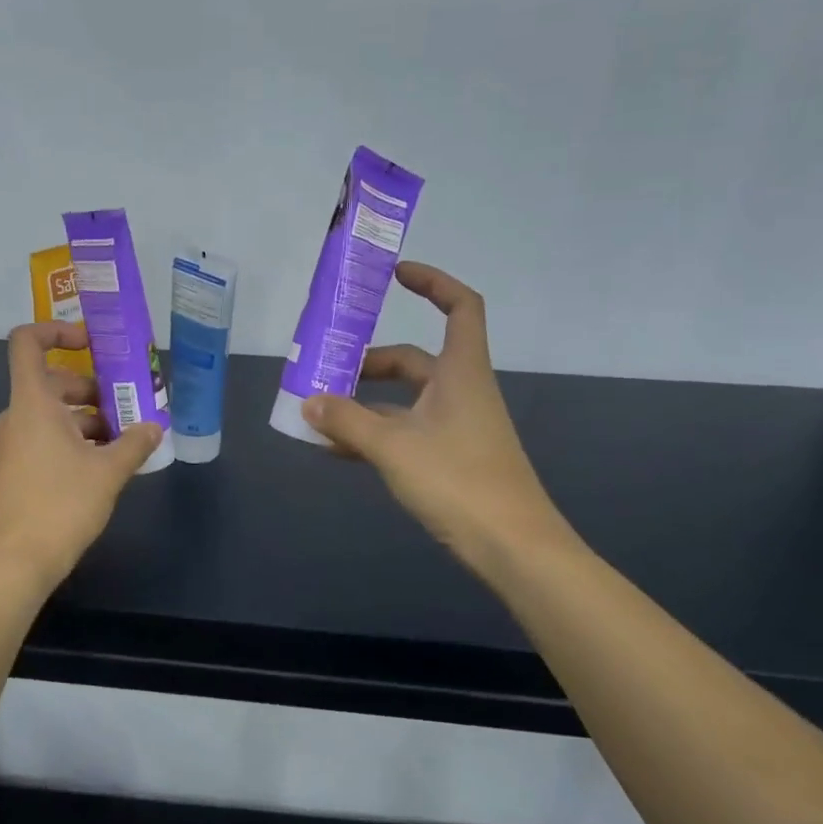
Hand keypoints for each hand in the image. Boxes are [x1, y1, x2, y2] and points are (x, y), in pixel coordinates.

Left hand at [0, 321, 164, 596]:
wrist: (11, 565)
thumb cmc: (59, 506)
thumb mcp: (108, 473)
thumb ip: (135, 443)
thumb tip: (155, 426)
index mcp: (32, 403)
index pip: (27, 343)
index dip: (57, 331)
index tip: (92, 343)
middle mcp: (15, 417)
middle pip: (51, 383)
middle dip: (92, 389)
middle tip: (128, 406)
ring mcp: (9, 446)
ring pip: (50, 415)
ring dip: (86, 420)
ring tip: (124, 441)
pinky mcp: (10, 472)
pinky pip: (43, 440)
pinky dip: (71, 442)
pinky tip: (102, 467)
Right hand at [302, 262, 579, 574]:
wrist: (513, 548)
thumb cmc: (458, 481)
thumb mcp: (393, 447)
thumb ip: (347, 421)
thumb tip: (309, 402)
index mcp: (460, 372)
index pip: (460, 307)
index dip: (432, 283)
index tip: (394, 275)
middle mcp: (460, 390)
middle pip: (412, 359)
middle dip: (368, 362)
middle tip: (325, 370)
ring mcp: (456, 426)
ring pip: (404, 400)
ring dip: (364, 402)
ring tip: (320, 413)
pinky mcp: (450, 457)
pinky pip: (404, 431)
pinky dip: (374, 433)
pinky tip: (338, 448)